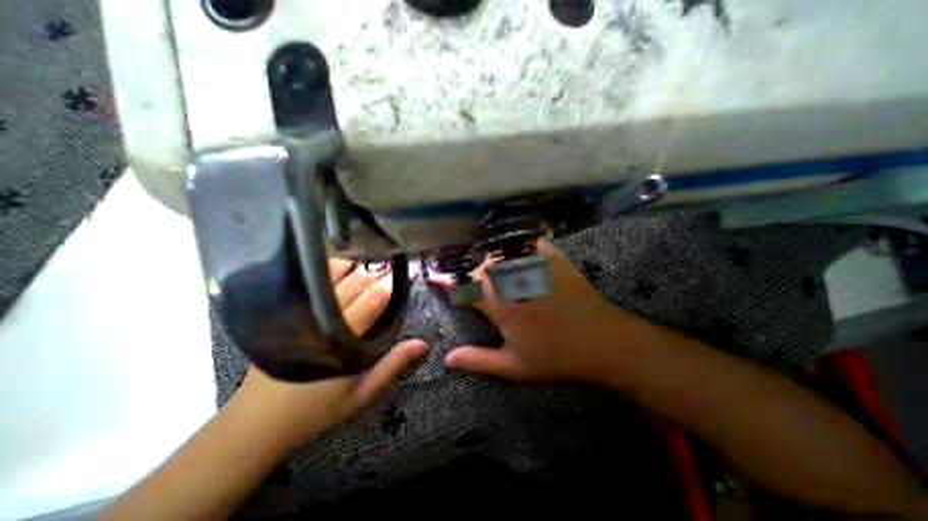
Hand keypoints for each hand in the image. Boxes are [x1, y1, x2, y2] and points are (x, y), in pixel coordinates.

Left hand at [238, 259, 426, 444]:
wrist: (254, 422)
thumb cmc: (315, 409)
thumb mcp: (361, 393)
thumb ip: (393, 365)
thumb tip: (423, 343)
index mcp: (342, 338)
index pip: (373, 299)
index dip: (392, 285)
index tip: (406, 277)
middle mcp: (322, 318)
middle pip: (357, 281)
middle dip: (378, 275)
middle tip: (390, 274)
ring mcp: (300, 311)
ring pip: (334, 275)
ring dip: (357, 269)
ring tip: (370, 272)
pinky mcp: (285, 311)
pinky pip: (311, 279)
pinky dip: (330, 270)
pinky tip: (341, 271)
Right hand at [439, 240, 658, 381]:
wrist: (604, 341)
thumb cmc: (557, 357)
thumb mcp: (515, 366)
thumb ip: (478, 360)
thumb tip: (446, 359)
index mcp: (501, 306)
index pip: (464, 288)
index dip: (445, 282)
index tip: (433, 277)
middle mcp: (513, 281)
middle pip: (478, 265)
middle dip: (462, 266)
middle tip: (453, 266)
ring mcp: (533, 265)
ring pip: (498, 250)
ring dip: (482, 252)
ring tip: (473, 253)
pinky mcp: (551, 257)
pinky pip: (526, 240)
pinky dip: (511, 239)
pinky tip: (506, 240)